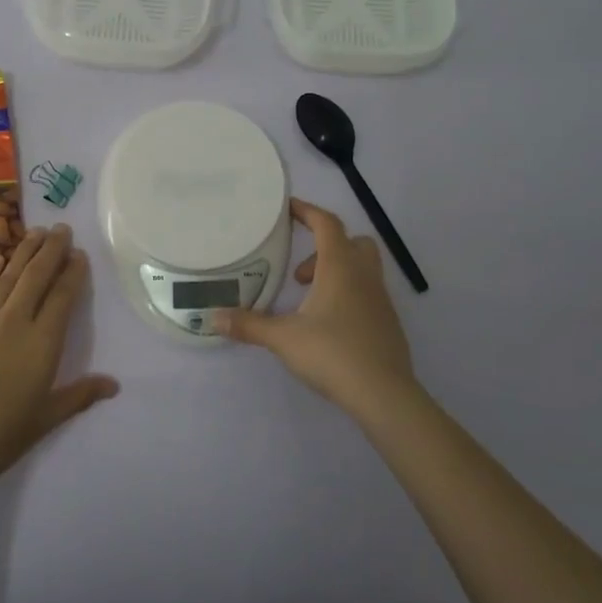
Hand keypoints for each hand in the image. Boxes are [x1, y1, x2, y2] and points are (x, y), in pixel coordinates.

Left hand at [0, 223, 117, 500]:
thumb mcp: (44, 419)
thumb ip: (79, 395)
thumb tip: (114, 384)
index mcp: (42, 344)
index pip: (62, 297)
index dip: (72, 272)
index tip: (79, 254)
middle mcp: (14, 323)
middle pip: (36, 276)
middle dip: (51, 250)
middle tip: (61, 228)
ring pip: (7, 277)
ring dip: (23, 251)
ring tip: (36, 231)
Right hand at [218, 199, 424, 424]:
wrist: (384, 394)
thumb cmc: (332, 354)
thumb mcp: (283, 338)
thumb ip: (249, 325)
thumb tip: (213, 317)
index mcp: (340, 268)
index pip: (326, 224)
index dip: (307, 212)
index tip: (288, 208)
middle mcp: (364, 276)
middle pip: (352, 241)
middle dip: (325, 247)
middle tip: (299, 273)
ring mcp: (381, 300)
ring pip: (362, 268)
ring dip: (336, 273)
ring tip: (308, 301)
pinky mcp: (388, 323)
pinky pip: (368, 294)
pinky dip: (348, 296)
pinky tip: (329, 326)